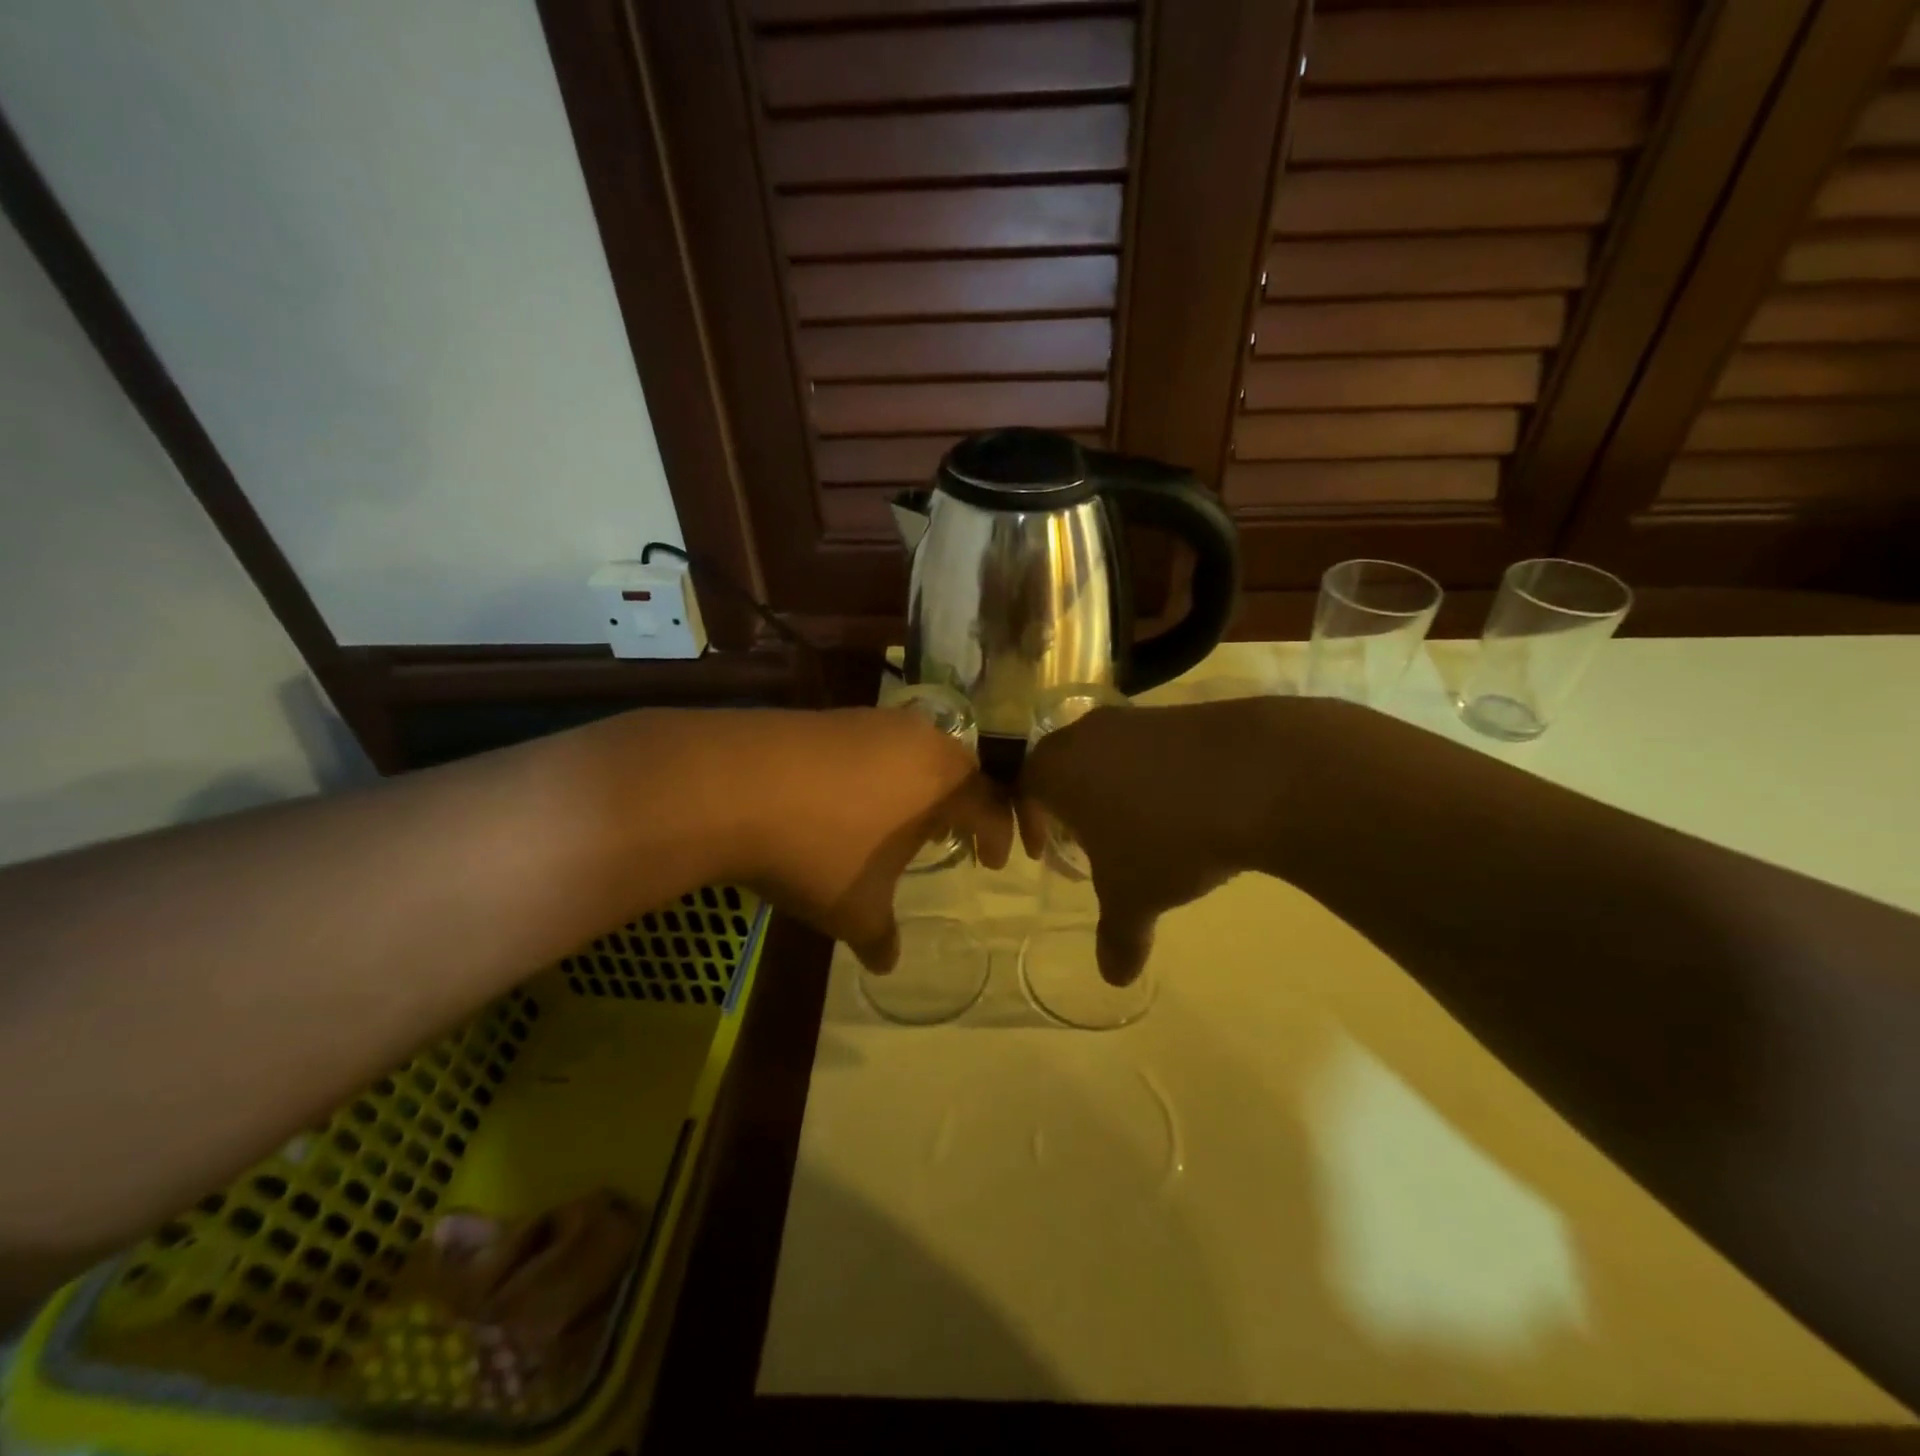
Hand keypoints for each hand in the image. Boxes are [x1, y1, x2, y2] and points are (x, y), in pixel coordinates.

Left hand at [736, 708, 1011, 969]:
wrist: (732, 785)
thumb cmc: (817, 851)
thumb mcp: (855, 909)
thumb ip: (880, 938)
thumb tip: (888, 964)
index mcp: (942, 781)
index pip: (992, 804)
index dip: (999, 835)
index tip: (993, 862)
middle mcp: (918, 740)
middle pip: (958, 769)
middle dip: (962, 805)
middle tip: (952, 836)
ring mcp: (872, 721)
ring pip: (916, 751)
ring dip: (918, 785)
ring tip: (901, 819)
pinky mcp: (831, 715)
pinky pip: (874, 744)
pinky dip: (878, 772)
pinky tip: (850, 799)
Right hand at [1018, 698, 1299, 984]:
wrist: (1258, 774)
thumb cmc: (1168, 838)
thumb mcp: (1135, 898)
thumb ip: (1117, 938)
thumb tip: (1114, 978)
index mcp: (1056, 768)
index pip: (1022, 788)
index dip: (1030, 822)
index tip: (1044, 851)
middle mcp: (1087, 733)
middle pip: (1062, 766)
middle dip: (1068, 805)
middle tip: (1085, 842)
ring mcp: (1136, 717)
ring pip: (1106, 754)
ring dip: (1111, 789)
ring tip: (1137, 828)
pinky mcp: (1182, 712)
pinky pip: (1149, 748)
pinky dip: (1153, 775)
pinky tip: (1181, 807)